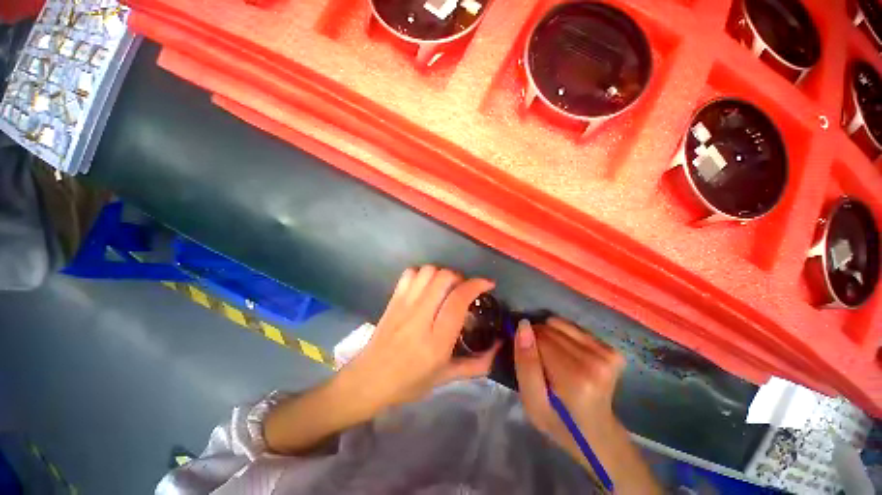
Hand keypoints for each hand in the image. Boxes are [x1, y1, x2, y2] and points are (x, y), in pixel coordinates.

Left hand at [338, 265, 499, 414]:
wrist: (369, 379)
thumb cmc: (409, 383)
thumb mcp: (446, 378)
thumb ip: (476, 364)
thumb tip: (499, 347)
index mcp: (436, 340)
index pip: (458, 300)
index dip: (476, 285)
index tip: (487, 284)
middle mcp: (420, 316)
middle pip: (444, 278)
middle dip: (460, 277)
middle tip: (464, 289)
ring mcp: (404, 305)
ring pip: (428, 271)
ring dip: (443, 274)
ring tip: (446, 287)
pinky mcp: (393, 299)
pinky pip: (410, 273)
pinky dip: (423, 273)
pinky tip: (426, 286)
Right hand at [514, 318, 660, 493]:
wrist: (597, 433)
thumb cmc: (559, 422)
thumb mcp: (532, 402)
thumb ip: (525, 364)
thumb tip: (523, 326)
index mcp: (575, 380)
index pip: (540, 339)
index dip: (528, 345)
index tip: (529, 361)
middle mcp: (595, 362)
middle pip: (550, 330)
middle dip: (538, 340)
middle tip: (541, 364)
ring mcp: (608, 355)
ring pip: (559, 325)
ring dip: (550, 337)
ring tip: (554, 360)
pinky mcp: (612, 350)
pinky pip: (572, 327)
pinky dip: (563, 336)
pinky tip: (568, 356)